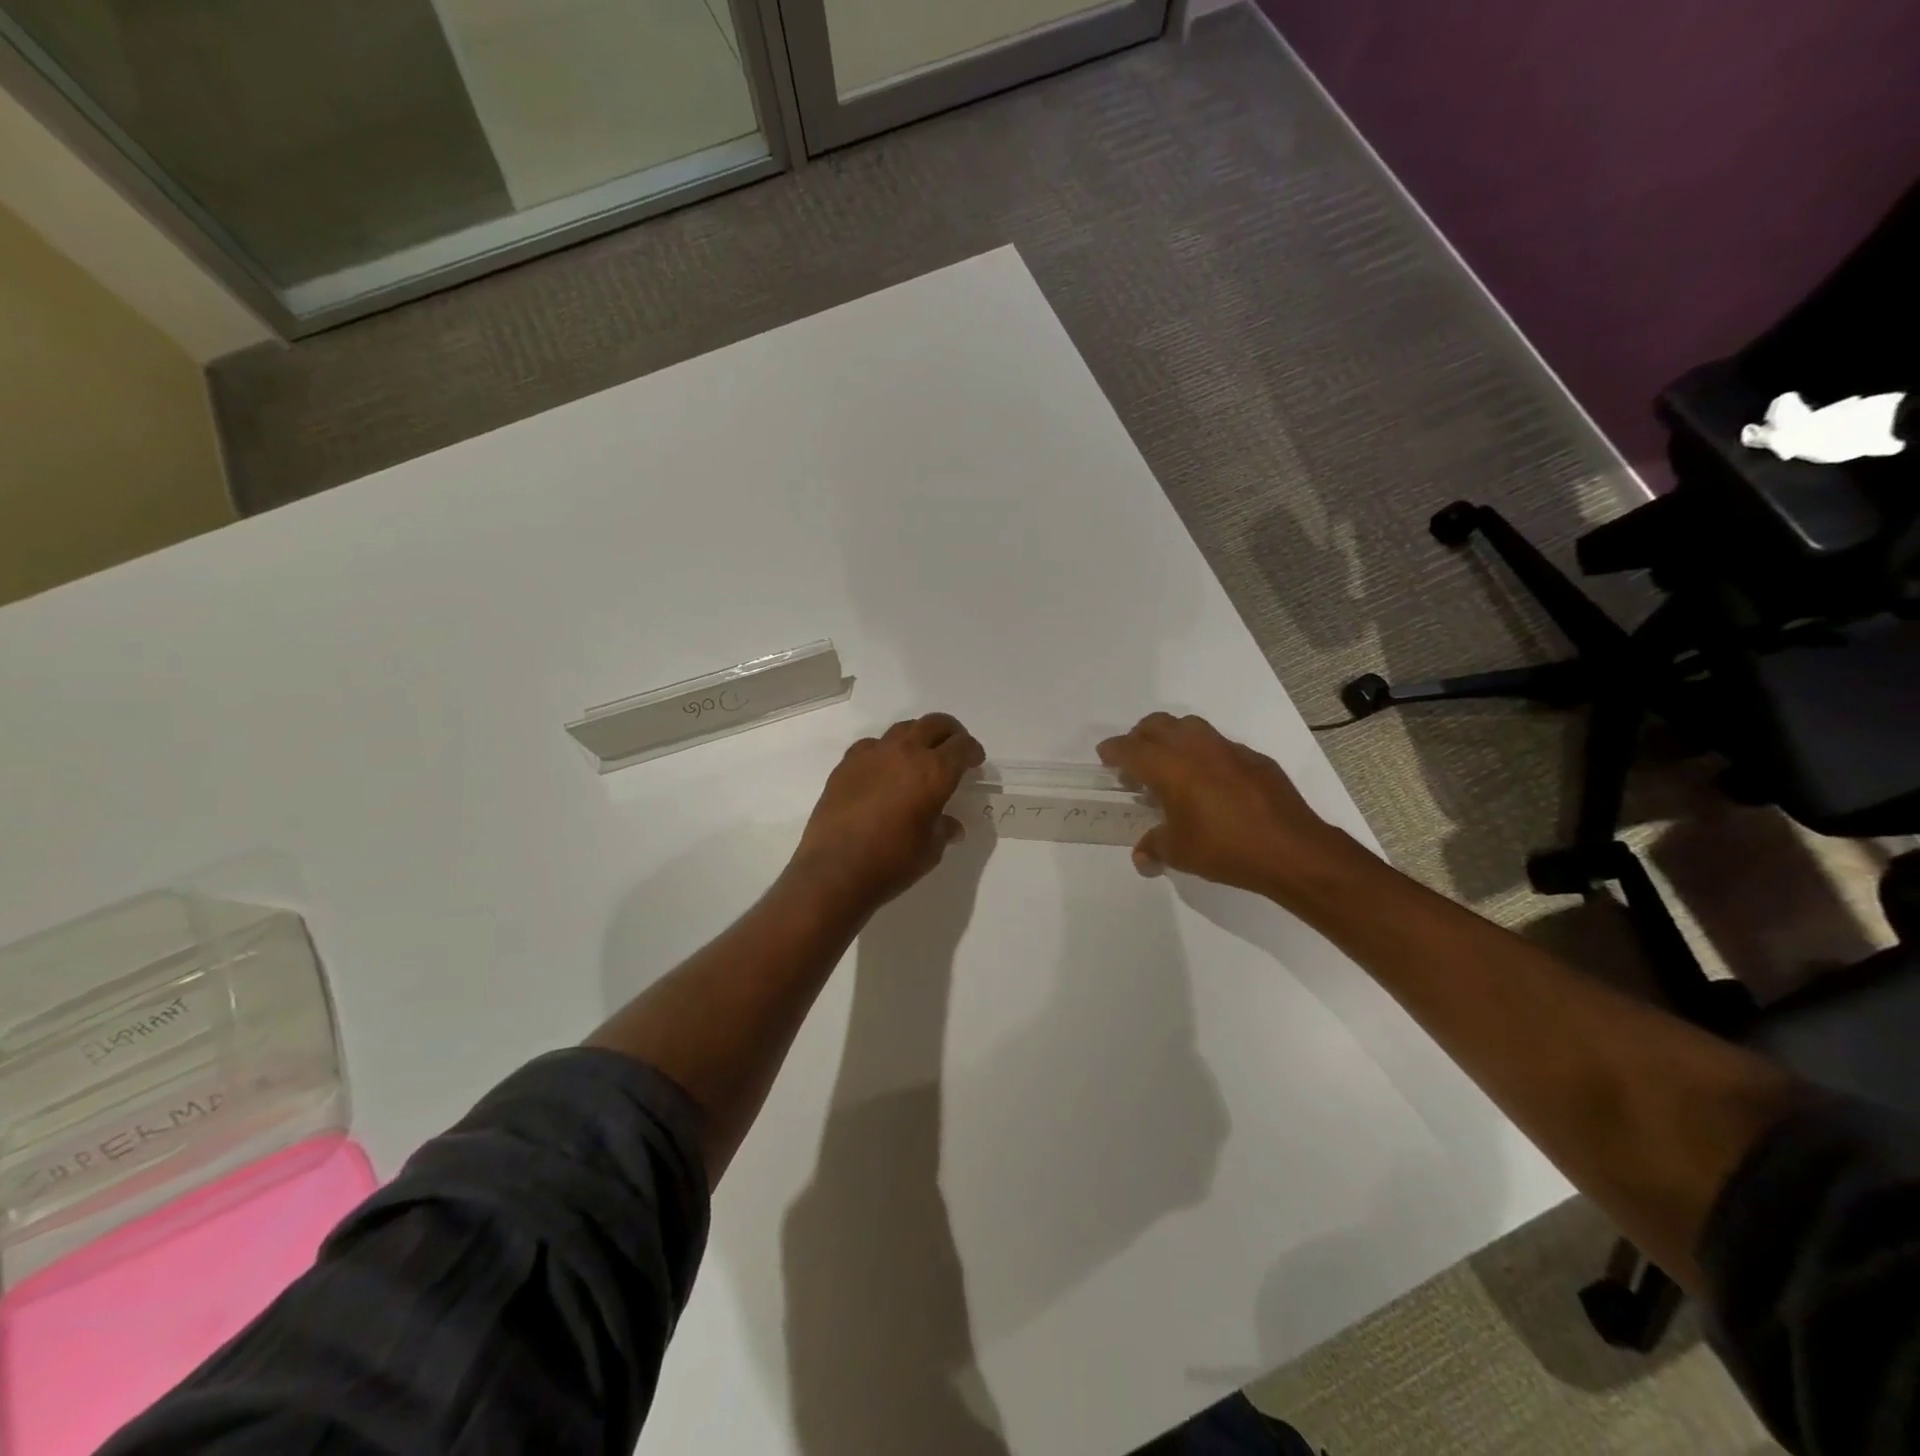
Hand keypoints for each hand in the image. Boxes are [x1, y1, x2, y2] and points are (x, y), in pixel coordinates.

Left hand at [788, 713, 985, 911]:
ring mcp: (872, 754)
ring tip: (920, 755)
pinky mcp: (847, 764)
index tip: (975, 761)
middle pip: (934, 724)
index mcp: (934, 772)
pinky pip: (872, 745)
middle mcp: (905, 753)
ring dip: (918, 737)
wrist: (835, 870)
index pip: (962, 747)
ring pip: (902, 729)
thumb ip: (943, 829)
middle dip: (950, 732)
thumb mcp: (930, 850)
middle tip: (954, 748)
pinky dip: (885, 751)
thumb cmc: (892, 862)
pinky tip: (883, 770)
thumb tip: (950, 825)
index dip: (973, 751)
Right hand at [1098, 713, 1355, 899]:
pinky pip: (1220, 744)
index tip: (1105, 757)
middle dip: (1140, 737)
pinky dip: (1204, 753)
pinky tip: (1210, 781)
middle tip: (1134, 759)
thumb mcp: (1180, 853)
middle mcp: (1196, 748)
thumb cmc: (1225, 849)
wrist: (1291, 850)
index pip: (1130, 749)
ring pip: (1190, 726)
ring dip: (1172, 737)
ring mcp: (1229, 749)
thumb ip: (1155, 847)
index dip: (1113, 750)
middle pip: (1157, 725)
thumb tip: (1142, 857)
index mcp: (1170, 767)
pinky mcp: (1255, 758)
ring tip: (1170, 764)